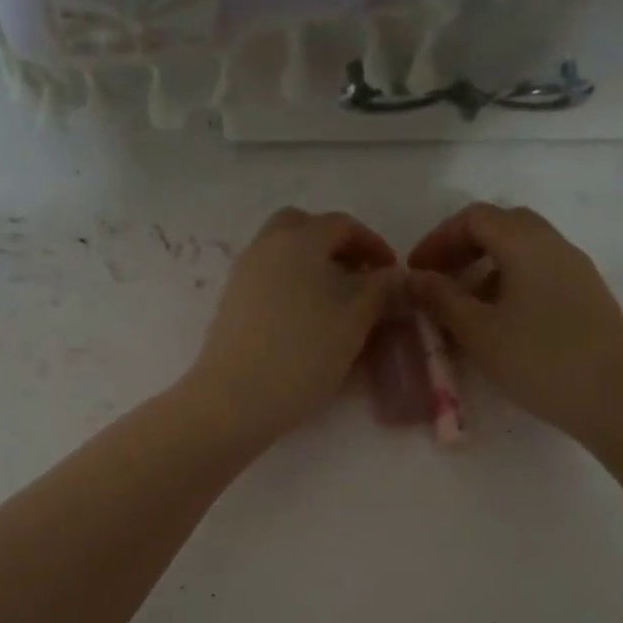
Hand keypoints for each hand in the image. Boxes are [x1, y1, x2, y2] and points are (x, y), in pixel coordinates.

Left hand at [187, 208, 400, 444]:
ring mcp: (243, 273)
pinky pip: (267, 278)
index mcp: (299, 239)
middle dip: (335, 245)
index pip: (342, 224)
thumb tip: (391, 275)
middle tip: (358, 277)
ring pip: (282, 252)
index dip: (373, 244)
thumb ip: (379, 290)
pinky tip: (306, 319)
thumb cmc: (304, 354)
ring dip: (311, 265)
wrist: (236, 398)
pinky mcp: (231, 302)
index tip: (391, 273)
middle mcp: (265, 246)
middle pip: (303, 227)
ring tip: (335, 302)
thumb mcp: (355, 321)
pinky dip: (290, 284)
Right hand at [407, 203, 622, 447]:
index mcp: (527, 244)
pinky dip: (509, 285)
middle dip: (463, 249)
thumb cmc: (541, 361)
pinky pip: (539, 274)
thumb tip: (412, 278)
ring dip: (485, 269)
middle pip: (502, 227)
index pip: (475, 217)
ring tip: (462, 309)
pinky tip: (498, 324)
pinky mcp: (587, 296)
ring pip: (522, 251)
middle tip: (438, 282)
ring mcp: (576, 270)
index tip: (416, 272)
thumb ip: (441, 299)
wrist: (620, 398)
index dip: (438, 239)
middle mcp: (555, 246)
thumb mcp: (480, 332)